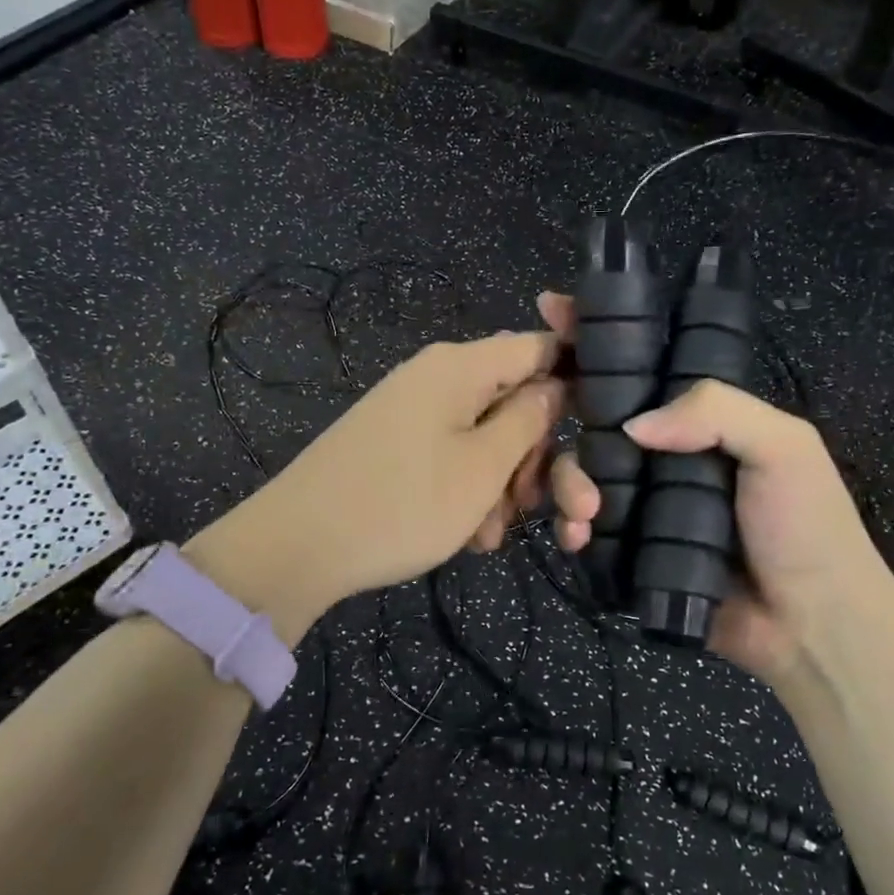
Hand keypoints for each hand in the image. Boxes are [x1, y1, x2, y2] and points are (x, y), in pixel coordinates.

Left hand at [191, 333, 563, 637]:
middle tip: (533, 507)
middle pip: (515, 400)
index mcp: (461, 367)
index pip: (539, 347)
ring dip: (502, 484)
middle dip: (534, 455)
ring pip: (486, 436)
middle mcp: (438, 378)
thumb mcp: (483, 467)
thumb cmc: (403, 503)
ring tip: (489, 535)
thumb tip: (556, 386)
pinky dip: (469, 491)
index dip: (574, 381)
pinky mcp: (397, 444)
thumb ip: (529, 420)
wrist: (297, 547)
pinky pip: (452, 456)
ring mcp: (413, 411)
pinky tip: (467, 536)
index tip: (596, 431)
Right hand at [538, 292, 887, 681]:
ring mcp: (644, 501)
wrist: (810, 625)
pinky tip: (577, 537)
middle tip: (544, 415)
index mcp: (702, 418)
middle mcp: (665, 451)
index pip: (643, 364)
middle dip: (562, 408)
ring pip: (580, 469)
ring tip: (586, 511)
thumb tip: (631, 425)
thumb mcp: (783, 447)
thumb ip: (715, 411)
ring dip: (567, 481)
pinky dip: (570, 525)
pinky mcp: (629, 548)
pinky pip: (583, 524)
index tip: (552, 310)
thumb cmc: (805, 526)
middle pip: (595, 415)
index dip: (598, 337)